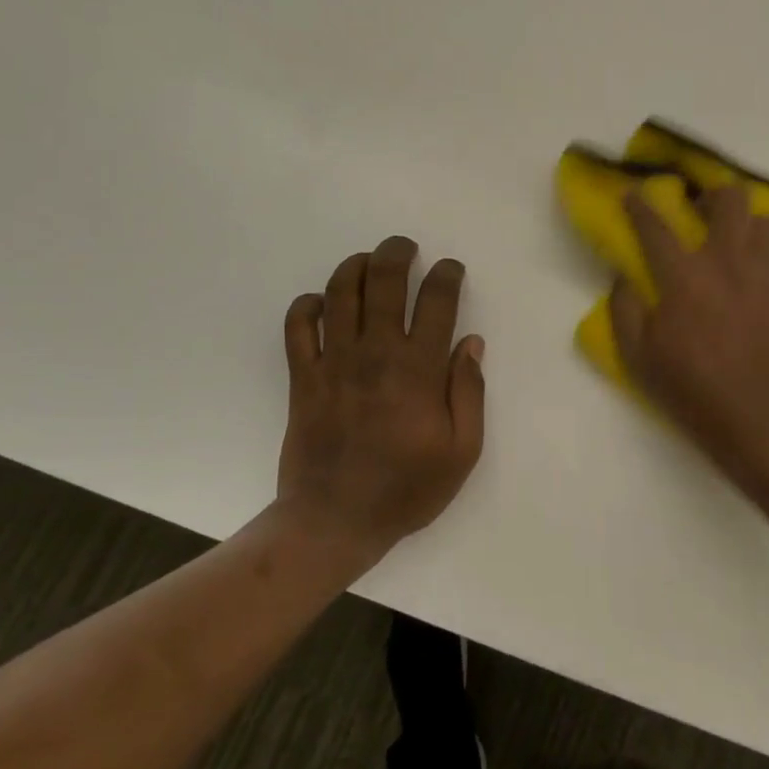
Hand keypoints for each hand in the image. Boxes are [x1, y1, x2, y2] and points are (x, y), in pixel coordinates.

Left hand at [277, 236, 485, 563]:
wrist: (335, 521)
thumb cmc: (407, 489)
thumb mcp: (462, 451)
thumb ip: (469, 393)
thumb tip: (471, 343)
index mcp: (419, 370)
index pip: (436, 302)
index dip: (447, 276)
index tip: (452, 269)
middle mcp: (375, 354)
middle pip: (383, 282)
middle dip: (396, 253)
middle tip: (406, 247)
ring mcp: (333, 363)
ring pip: (339, 293)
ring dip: (354, 267)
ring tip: (368, 261)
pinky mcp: (303, 378)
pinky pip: (297, 327)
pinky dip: (307, 306)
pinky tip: (321, 303)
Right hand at [610, 186, 768, 473]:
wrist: (753, 420)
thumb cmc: (690, 390)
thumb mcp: (638, 356)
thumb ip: (624, 309)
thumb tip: (623, 276)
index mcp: (683, 276)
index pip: (655, 227)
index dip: (640, 205)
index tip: (634, 191)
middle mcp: (727, 262)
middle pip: (728, 200)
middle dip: (713, 196)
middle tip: (703, 212)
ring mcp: (767, 274)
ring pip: (766, 221)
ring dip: (750, 224)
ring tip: (741, 239)